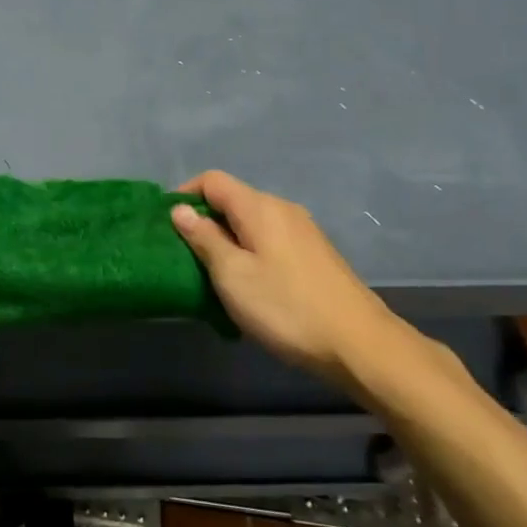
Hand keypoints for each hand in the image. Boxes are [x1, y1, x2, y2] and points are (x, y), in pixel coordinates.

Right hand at [171, 171, 401, 391]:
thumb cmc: (286, 307)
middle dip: (203, 221)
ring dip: (226, 241)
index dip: (184, 195)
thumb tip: (180, 210)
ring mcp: (303, 232)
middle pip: (232, 200)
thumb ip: (204, 238)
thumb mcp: (232, 274)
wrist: (360, 345)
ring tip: (211, 274)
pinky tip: (247, 286)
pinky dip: (249, 253)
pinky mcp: (314, 256)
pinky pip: (269, 241)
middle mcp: (283, 210)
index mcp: (260, 207)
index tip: (166, 226)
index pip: (212, 180)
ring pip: (250, 223)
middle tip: (184, 255)